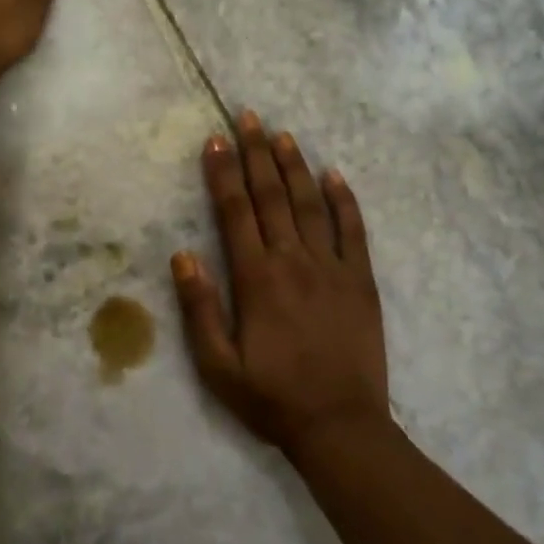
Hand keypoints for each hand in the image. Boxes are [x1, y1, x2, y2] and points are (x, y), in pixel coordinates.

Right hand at [171, 111, 391, 455]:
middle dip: (257, 153)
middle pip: (273, 196)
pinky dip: (344, 200)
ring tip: (283, 135)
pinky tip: (334, 174)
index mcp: (256, 279)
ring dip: (295, 166)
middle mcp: (294, 261)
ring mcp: (333, 267)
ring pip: (311, 204)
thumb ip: (199, 308)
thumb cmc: (271, 398)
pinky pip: (354, 230)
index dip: (223, 173)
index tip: (216, 139)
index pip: (235, 212)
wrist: (340, 426)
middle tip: (249, 117)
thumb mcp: (218, 366)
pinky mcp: (361, 280)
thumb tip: (182, 255)